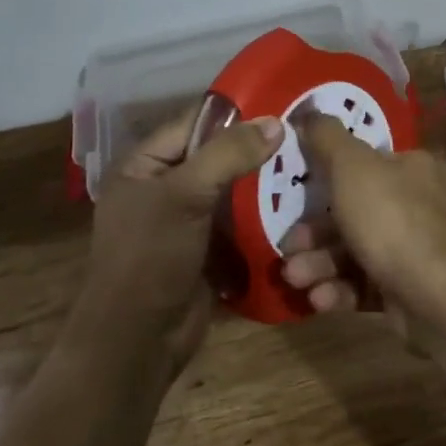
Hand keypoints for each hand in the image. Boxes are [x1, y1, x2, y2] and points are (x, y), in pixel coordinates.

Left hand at [77, 109, 283, 373]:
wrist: (136, 342)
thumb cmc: (150, 258)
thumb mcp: (185, 195)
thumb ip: (229, 154)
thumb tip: (276, 122)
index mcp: (144, 167)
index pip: (193, 124)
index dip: (235, 113)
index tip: (281, 102)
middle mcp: (163, 189)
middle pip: (216, 157)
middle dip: (255, 149)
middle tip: (304, 136)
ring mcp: (186, 222)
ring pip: (232, 191)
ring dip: (264, 184)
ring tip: (309, 166)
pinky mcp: (207, 251)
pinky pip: (239, 224)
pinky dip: (263, 216)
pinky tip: (298, 205)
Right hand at [278, 111, 445, 345]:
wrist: (435, 294)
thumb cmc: (391, 218)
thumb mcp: (352, 166)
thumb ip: (327, 137)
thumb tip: (309, 109)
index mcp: (410, 168)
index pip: (363, 165)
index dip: (325, 178)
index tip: (293, 194)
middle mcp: (414, 205)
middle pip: (352, 213)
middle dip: (313, 233)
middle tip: (287, 248)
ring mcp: (411, 250)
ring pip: (352, 251)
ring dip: (318, 264)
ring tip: (295, 277)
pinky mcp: (404, 290)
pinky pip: (363, 285)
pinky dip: (338, 290)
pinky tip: (319, 298)